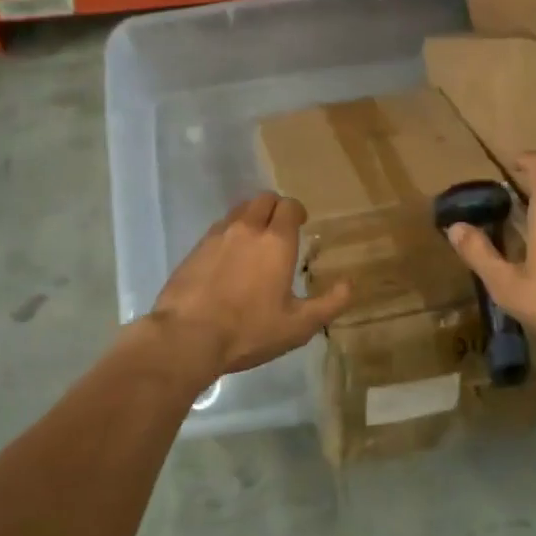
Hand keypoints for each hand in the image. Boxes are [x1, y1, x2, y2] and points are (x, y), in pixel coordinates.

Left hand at [144, 192, 351, 384]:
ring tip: (254, 241)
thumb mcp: (298, 326)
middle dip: (276, 208)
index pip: (290, 206)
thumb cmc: (248, 330)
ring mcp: (218, 235)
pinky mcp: (195, 248)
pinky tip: (229, 258)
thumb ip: (329, 304)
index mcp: (276, 241)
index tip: (302, 224)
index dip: (298, 211)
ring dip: (251, 217)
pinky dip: (229, 233)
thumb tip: (349, 285)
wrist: (186, 337)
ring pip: (239, 210)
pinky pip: (219, 228)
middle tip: (280, 229)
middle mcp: (248, 228)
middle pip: (264, 199)